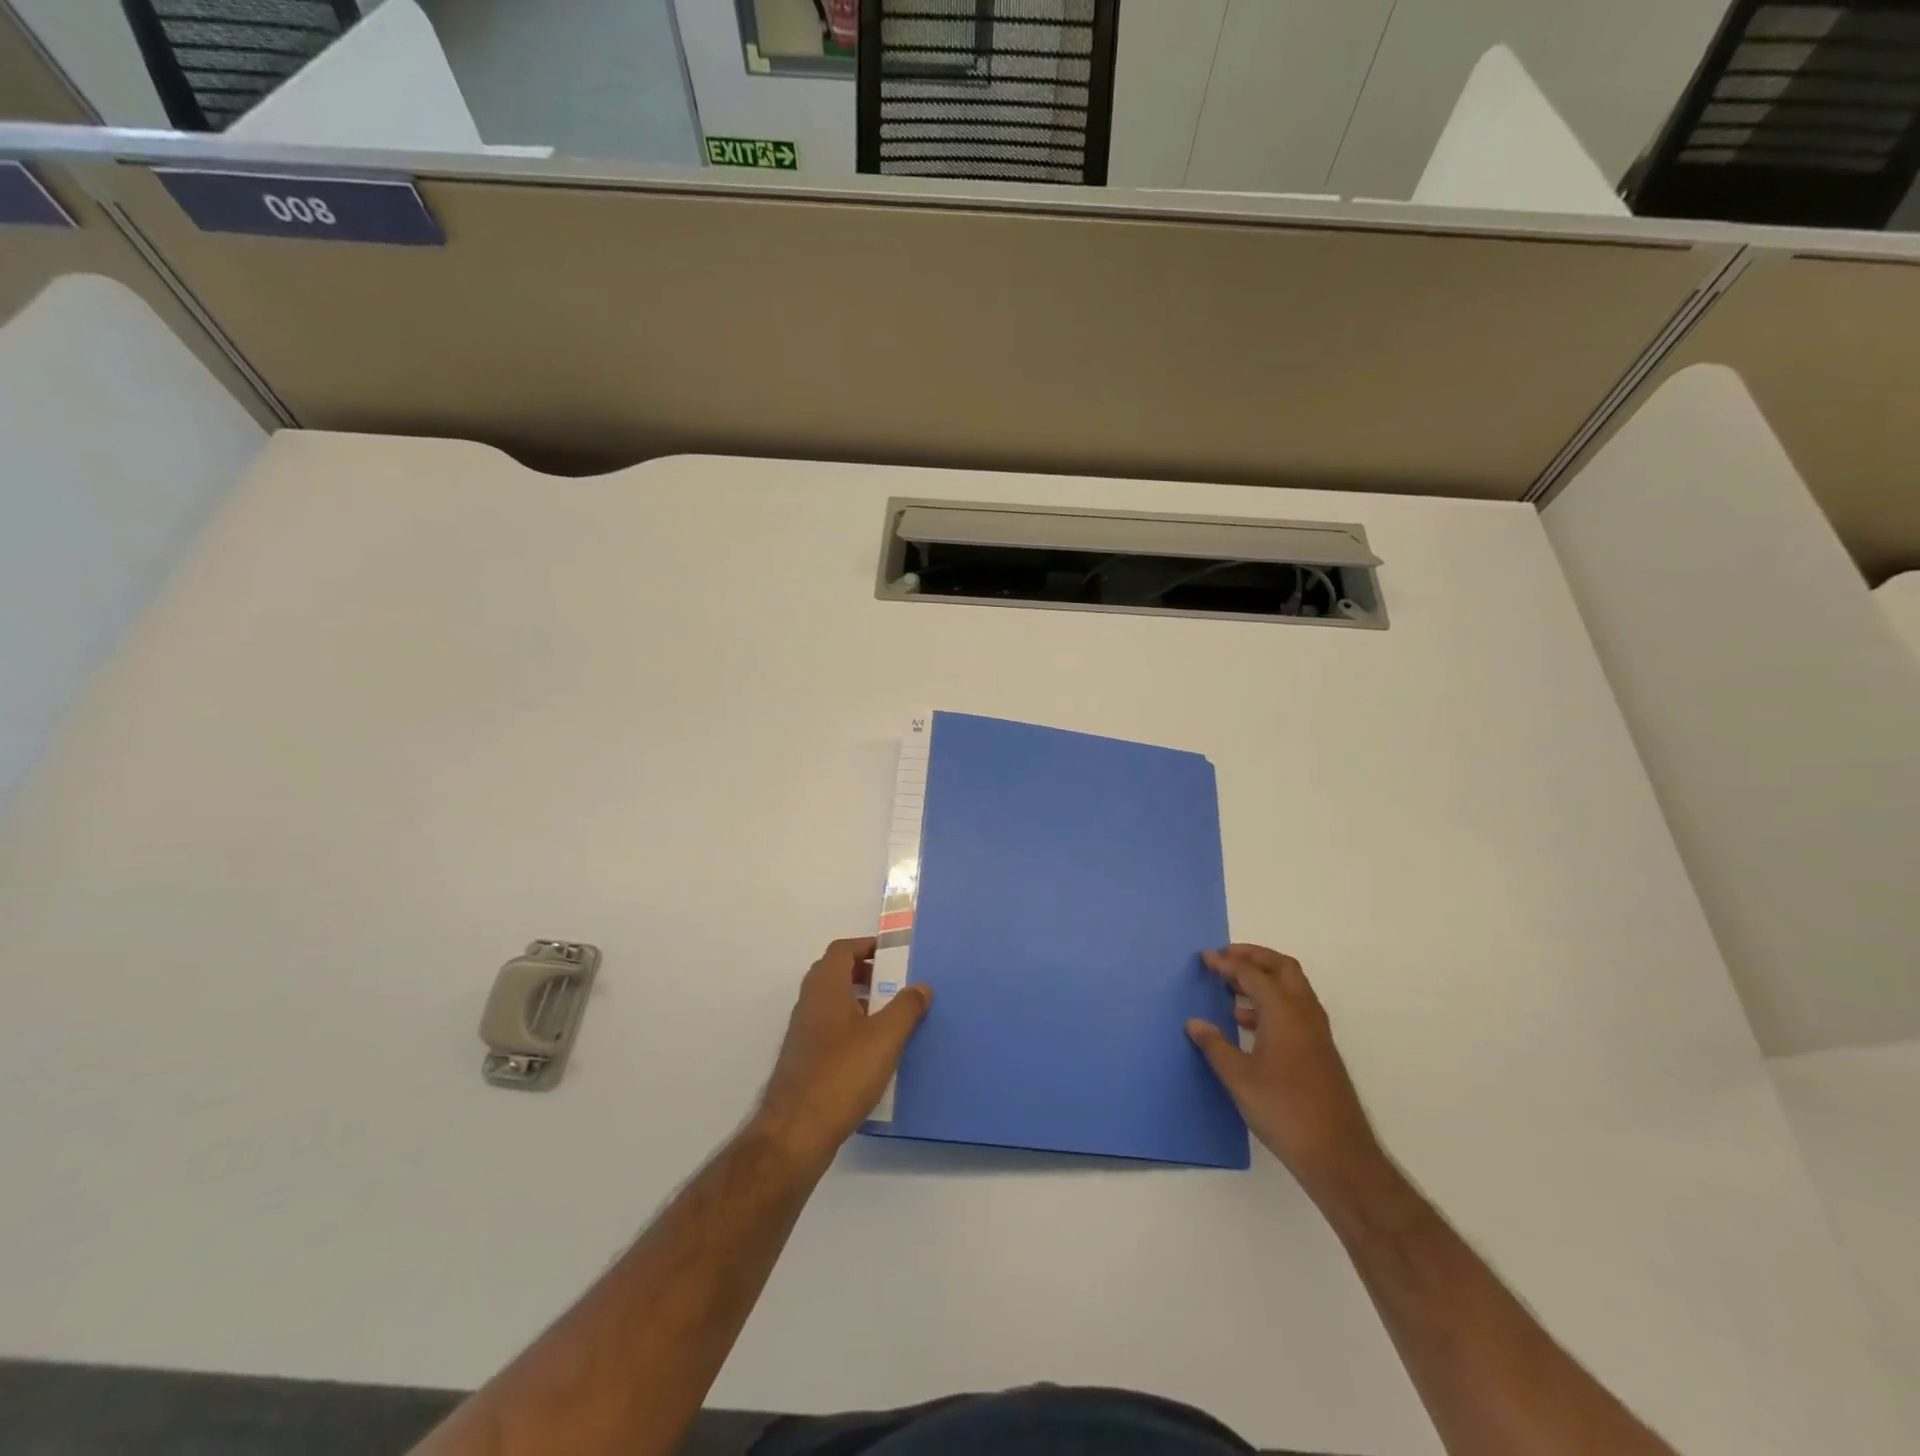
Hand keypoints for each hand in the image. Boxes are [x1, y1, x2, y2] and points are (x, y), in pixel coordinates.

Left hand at [754, 937, 932, 1171]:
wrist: (796, 1133)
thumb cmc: (842, 1074)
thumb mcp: (885, 1038)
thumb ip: (906, 1008)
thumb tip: (921, 986)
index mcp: (825, 989)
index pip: (841, 950)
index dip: (866, 946)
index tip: (892, 955)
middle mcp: (809, 1004)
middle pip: (834, 974)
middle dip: (864, 973)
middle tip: (893, 983)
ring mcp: (803, 1034)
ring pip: (831, 1003)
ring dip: (858, 1002)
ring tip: (889, 1017)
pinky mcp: (804, 1061)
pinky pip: (829, 1029)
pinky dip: (850, 1028)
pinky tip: (872, 1053)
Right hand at [1187, 944, 1383, 1199]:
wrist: (1338, 1155)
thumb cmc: (1284, 1110)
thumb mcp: (1239, 1078)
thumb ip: (1215, 1046)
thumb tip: (1194, 1023)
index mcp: (1284, 1011)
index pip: (1252, 973)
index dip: (1226, 963)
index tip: (1204, 959)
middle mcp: (1304, 1013)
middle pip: (1282, 968)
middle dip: (1253, 957)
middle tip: (1225, 960)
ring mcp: (1316, 1032)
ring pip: (1292, 988)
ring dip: (1265, 980)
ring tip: (1232, 990)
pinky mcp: (1320, 1051)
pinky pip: (1295, 1010)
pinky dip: (1273, 1003)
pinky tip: (1249, 1025)